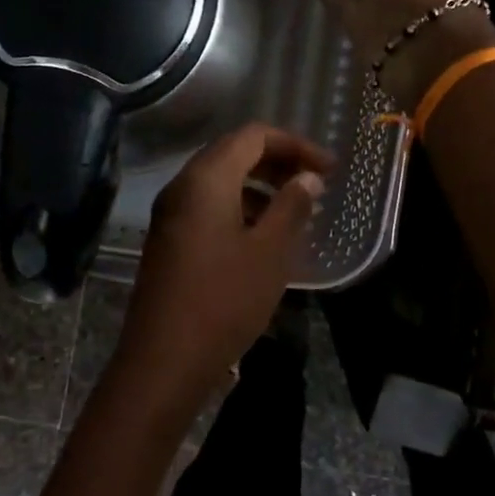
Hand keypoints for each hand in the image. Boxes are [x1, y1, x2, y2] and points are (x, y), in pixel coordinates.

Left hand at [104, 124, 332, 429]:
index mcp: (205, 179)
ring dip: (259, 187)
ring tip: (294, 212)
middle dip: (277, 162)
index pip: (252, 136)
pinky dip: (239, 209)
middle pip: (233, 154)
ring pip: (219, 182)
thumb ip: (291, 207)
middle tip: (315, 184)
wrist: (164, 359)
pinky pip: (207, 208)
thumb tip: (307, 177)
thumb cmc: (224, 300)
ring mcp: (170, 215)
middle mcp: (182, 187)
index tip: (329, 169)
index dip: (295, 144)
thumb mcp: (270, 252)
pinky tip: (263, 238)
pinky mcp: (168, 241)